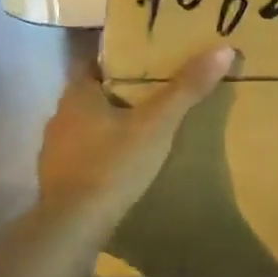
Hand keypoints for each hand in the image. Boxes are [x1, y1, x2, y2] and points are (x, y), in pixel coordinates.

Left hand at [37, 45, 236, 220]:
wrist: (73, 226)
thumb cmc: (113, 165)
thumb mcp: (157, 124)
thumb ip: (187, 88)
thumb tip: (223, 50)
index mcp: (77, 95)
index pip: (94, 64)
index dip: (118, 61)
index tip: (145, 62)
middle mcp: (60, 117)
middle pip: (91, 96)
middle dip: (118, 95)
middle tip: (152, 95)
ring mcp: (54, 151)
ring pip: (86, 128)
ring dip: (108, 127)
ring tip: (141, 131)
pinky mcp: (56, 180)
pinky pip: (82, 157)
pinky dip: (100, 156)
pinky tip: (121, 166)